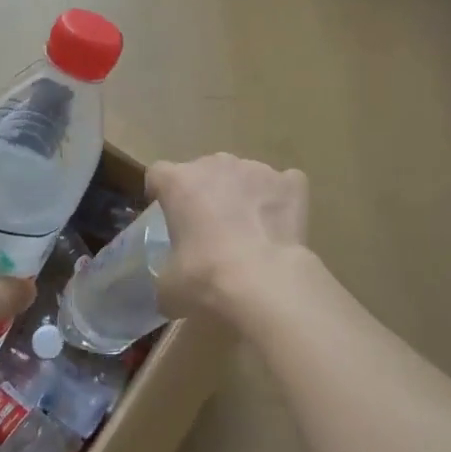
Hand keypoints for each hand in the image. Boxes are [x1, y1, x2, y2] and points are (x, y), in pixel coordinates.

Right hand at [146, 153, 309, 318]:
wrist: (264, 282)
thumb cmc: (205, 278)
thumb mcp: (168, 287)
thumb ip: (166, 274)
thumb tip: (171, 286)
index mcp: (179, 182)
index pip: (159, 174)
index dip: (161, 193)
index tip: (167, 215)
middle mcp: (217, 164)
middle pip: (205, 170)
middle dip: (206, 193)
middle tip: (209, 229)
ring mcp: (257, 170)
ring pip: (244, 176)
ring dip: (242, 195)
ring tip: (250, 230)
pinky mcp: (291, 183)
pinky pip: (283, 184)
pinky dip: (281, 199)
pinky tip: (280, 225)